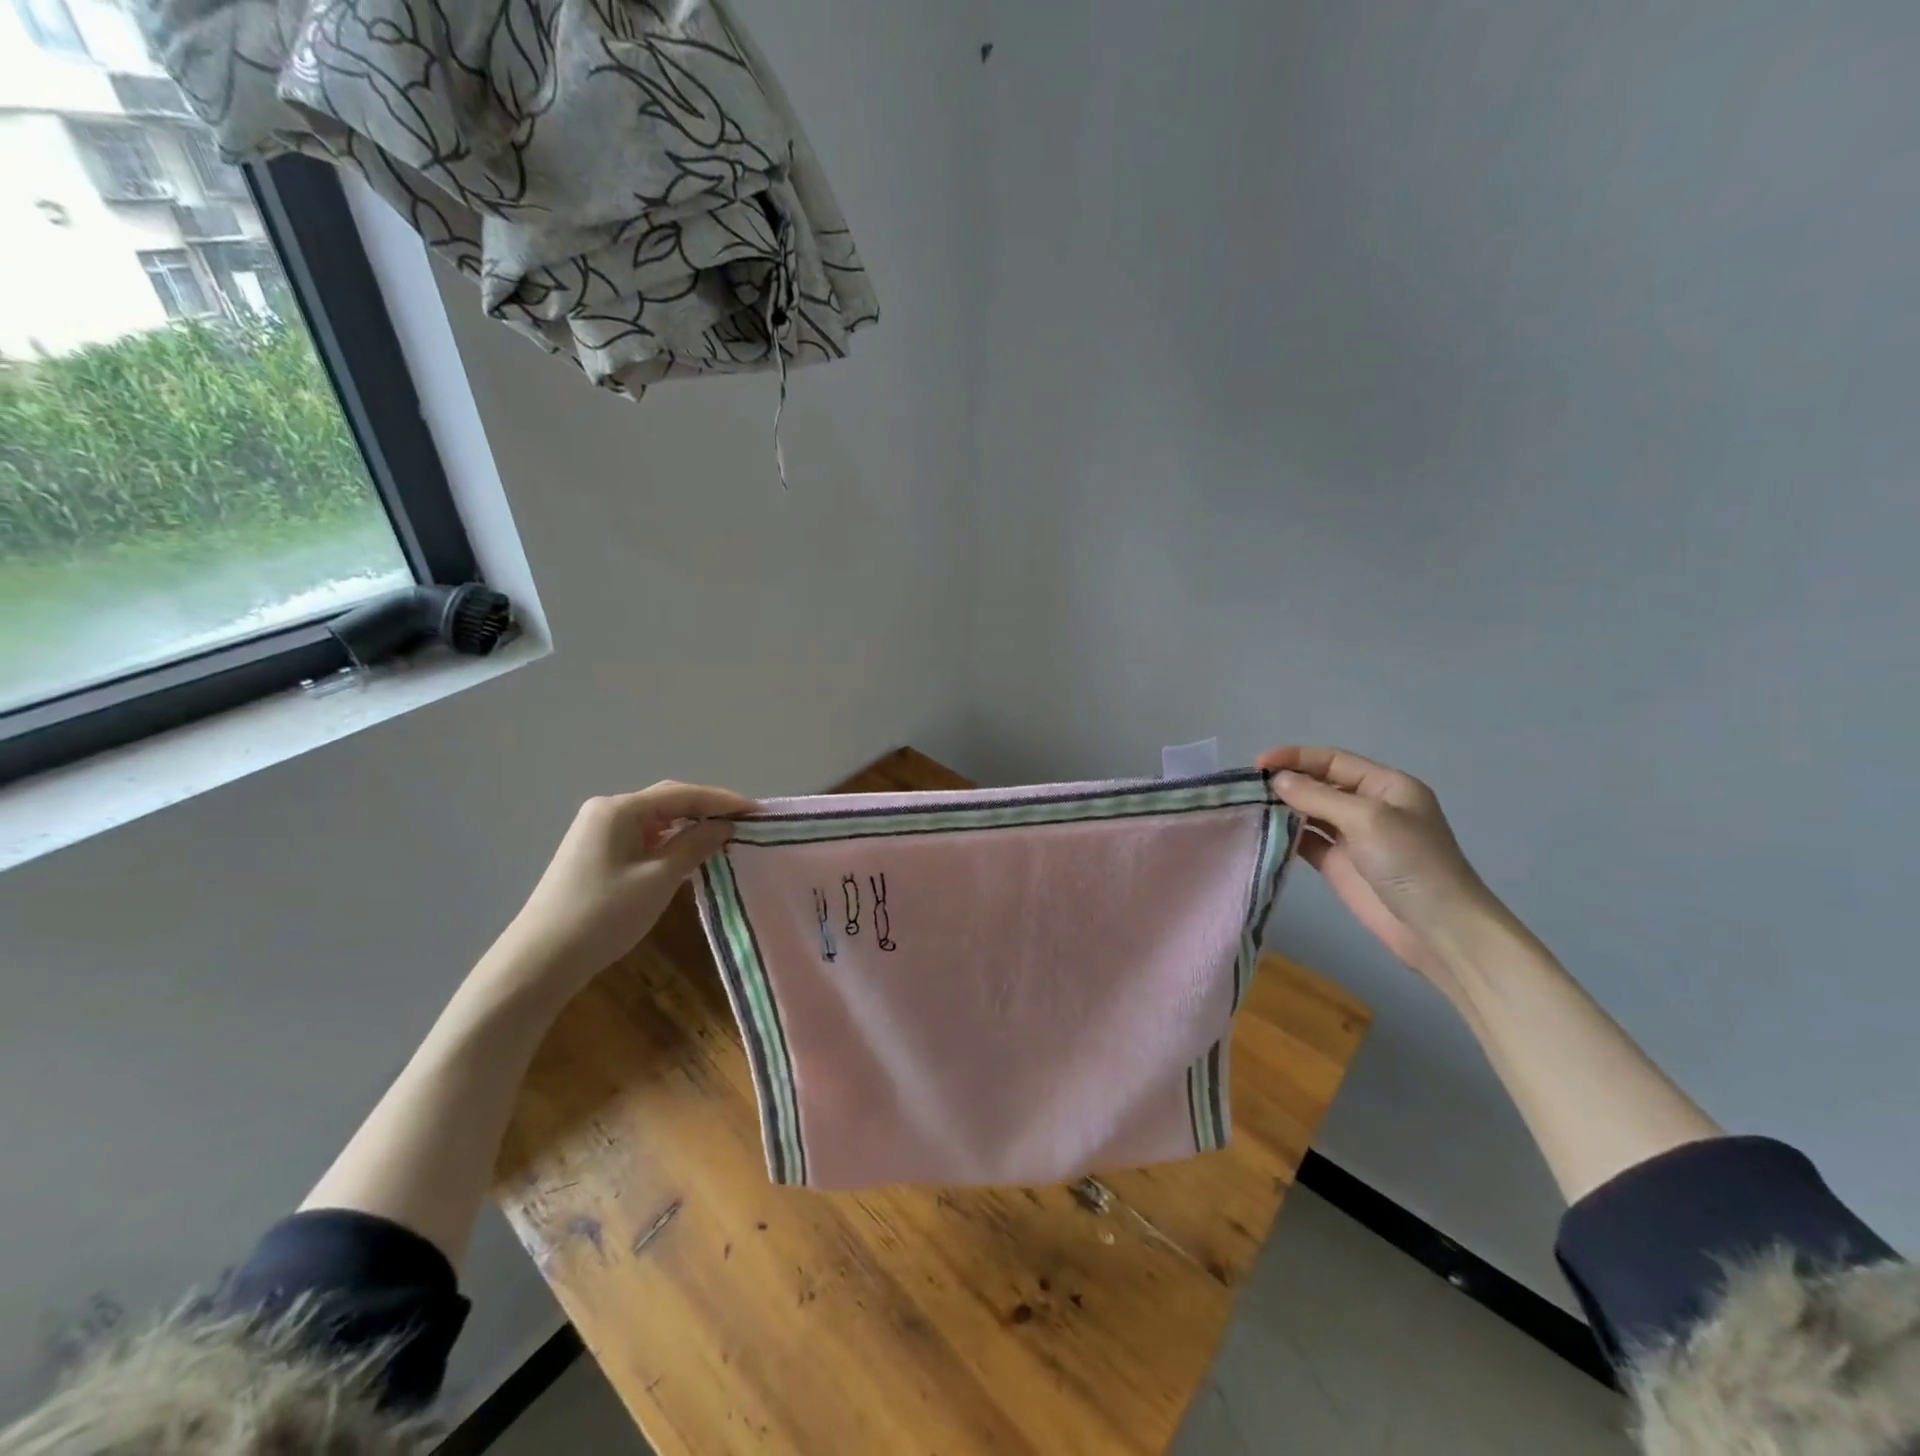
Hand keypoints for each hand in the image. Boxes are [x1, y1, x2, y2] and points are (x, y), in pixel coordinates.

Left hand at [493, 781, 758, 988]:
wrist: (540, 960)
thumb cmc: (603, 915)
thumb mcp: (658, 879)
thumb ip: (694, 846)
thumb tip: (723, 826)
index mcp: (619, 809)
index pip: (682, 795)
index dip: (723, 801)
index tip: (757, 811)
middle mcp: (607, 811)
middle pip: (668, 801)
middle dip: (707, 809)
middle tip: (744, 822)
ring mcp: (597, 832)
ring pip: (655, 819)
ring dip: (689, 825)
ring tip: (723, 836)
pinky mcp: (595, 853)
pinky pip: (643, 836)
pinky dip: (670, 841)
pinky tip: (688, 853)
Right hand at [1257, 746, 1502, 991]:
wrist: (1439, 930)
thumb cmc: (1412, 863)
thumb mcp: (1368, 819)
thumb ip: (1319, 796)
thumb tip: (1277, 780)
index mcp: (1386, 786)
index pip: (1333, 760)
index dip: (1295, 757)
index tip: (1258, 764)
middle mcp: (1368, 806)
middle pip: (1319, 783)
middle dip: (1286, 782)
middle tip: (1247, 788)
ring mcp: (1353, 837)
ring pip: (1309, 812)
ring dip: (1282, 808)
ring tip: (1247, 807)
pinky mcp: (1339, 865)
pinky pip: (1306, 841)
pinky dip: (1285, 835)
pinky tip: (1262, 832)